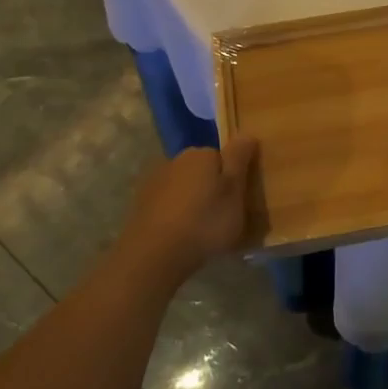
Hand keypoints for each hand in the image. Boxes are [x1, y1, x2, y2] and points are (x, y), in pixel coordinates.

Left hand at [114, 138, 258, 283]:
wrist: (154, 255)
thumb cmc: (204, 222)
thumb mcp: (234, 191)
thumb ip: (239, 160)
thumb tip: (246, 134)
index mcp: (201, 154)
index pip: (224, 156)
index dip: (234, 177)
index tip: (239, 199)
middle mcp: (176, 160)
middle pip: (202, 170)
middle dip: (212, 187)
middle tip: (223, 215)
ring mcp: (155, 182)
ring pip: (184, 187)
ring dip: (193, 201)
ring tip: (202, 229)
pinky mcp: (141, 204)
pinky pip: (168, 204)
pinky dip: (176, 213)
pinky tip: (181, 234)